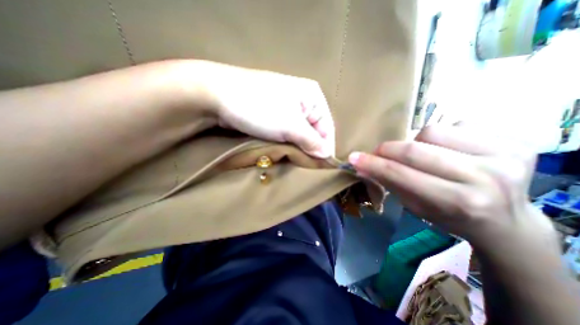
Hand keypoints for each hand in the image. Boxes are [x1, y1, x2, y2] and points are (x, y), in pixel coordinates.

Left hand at [194, 59, 335, 157]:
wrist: (219, 96)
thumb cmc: (260, 108)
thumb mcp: (290, 126)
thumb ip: (311, 141)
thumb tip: (326, 155)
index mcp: (313, 97)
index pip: (327, 128)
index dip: (325, 148)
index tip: (321, 167)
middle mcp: (304, 101)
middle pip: (314, 132)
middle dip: (310, 149)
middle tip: (305, 166)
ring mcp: (289, 108)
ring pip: (300, 134)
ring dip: (298, 148)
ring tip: (294, 161)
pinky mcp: (276, 115)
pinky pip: (288, 133)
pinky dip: (288, 144)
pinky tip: (285, 152)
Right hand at [346, 124, 554, 247]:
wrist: (504, 221)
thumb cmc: (449, 216)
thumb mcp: (414, 206)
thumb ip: (388, 182)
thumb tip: (361, 166)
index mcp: (457, 202)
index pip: (401, 175)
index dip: (373, 164)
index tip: (354, 158)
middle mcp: (486, 178)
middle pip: (414, 150)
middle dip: (387, 150)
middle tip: (377, 153)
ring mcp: (506, 156)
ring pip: (432, 132)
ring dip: (416, 142)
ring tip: (422, 155)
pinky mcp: (515, 141)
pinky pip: (455, 125)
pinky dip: (440, 137)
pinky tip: (447, 150)